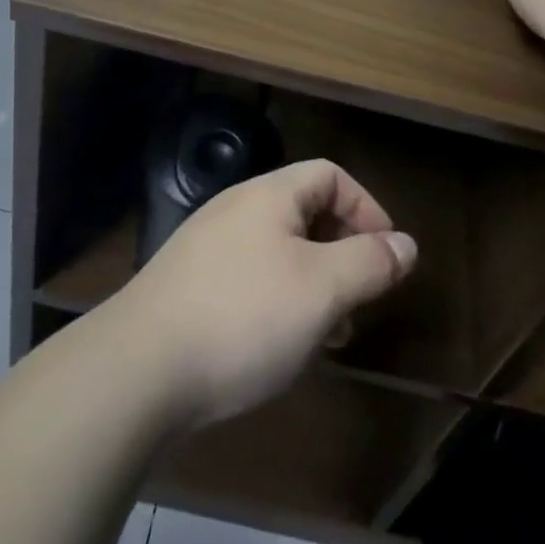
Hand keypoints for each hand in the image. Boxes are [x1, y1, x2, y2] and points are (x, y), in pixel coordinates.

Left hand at [105, 160, 417, 427]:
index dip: (366, 207)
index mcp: (269, 195)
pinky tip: (278, 346)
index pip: (330, 175)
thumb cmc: (243, 317)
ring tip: (327, 335)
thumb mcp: (321, 290)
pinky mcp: (189, 285)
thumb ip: (369, 262)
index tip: (387, 255)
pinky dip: (279, 300)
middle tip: (360, 301)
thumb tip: (406, 244)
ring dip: (313, 283)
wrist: (138, 369)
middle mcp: (236, 208)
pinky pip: (250, 278)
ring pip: (279, 250)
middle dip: (342, 251)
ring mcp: (207, 246)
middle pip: (305, 212)